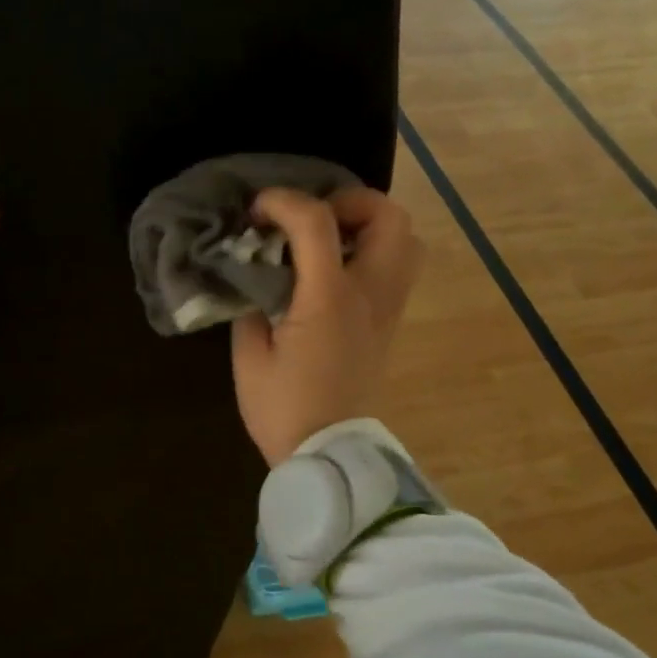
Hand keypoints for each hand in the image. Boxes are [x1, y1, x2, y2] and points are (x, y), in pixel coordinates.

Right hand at [230, 187, 422, 465]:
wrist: (328, 455)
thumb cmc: (283, 409)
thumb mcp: (250, 355)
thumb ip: (253, 304)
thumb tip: (261, 280)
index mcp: (329, 299)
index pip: (317, 222)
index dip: (284, 202)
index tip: (257, 210)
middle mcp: (370, 294)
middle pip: (388, 216)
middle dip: (348, 201)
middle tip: (311, 219)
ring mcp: (388, 309)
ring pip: (406, 240)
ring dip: (369, 226)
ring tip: (329, 241)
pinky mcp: (390, 324)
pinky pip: (398, 268)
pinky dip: (373, 252)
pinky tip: (336, 271)